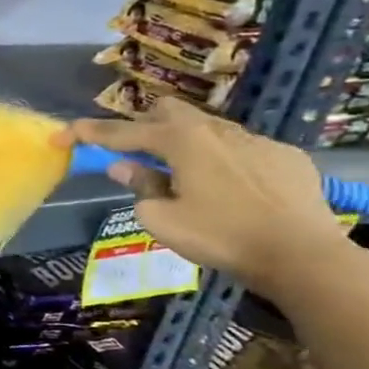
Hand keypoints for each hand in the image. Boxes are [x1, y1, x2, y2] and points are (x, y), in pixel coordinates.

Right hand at [69, 101, 349, 295]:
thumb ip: (140, 188)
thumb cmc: (222, 237)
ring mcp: (257, 141)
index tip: (63, 134)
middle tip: (134, 152)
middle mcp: (218, 131)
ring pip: (208, 128)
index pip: (123, 132)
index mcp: (182, 142)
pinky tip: (230, 189)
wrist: (304, 256)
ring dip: (185, 144)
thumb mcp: (162, 220)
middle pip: (169, 112)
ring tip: (183, 174)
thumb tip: (126, 168)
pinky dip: (223, 160)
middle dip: (144, 125)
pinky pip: (243, 148)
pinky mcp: (287, 157)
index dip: (89, 133)